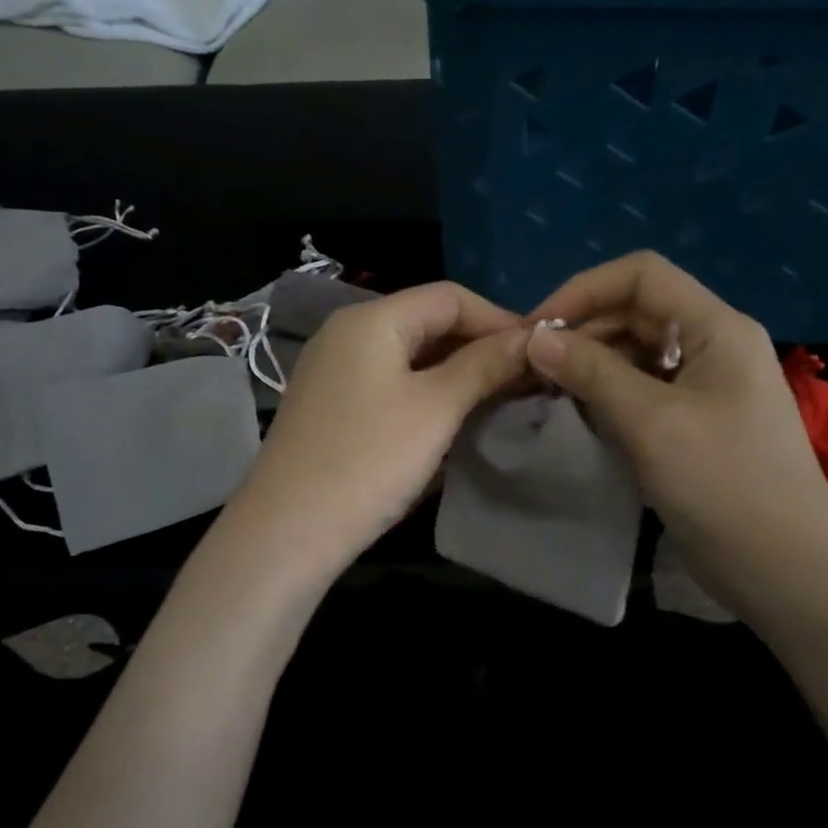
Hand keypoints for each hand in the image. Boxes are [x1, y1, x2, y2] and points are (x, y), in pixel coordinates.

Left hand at [228, 282, 528, 583]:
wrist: (288, 531)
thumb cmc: (368, 461)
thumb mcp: (436, 409)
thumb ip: (483, 365)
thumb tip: (529, 338)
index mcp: (371, 318)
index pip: (449, 297)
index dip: (499, 319)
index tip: (539, 353)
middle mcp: (347, 332)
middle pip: (427, 321)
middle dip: (479, 346)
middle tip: (524, 379)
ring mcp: (334, 368)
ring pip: (409, 354)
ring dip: (455, 371)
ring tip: (498, 398)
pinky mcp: (331, 403)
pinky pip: (389, 381)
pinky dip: (425, 391)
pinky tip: (452, 416)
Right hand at [525, 252, 827, 598]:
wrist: (785, 570)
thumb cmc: (722, 484)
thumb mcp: (650, 421)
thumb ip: (591, 372)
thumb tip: (535, 338)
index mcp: (716, 328)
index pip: (642, 275)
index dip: (583, 290)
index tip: (536, 330)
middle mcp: (713, 345)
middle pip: (636, 312)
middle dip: (582, 332)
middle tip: (532, 369)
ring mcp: (706, 386)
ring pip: (636, 353)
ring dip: (590, 365)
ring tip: (547, 393)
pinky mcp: (695, 422)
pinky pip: (643, 390)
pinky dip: (607, 395)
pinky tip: (578, 416)